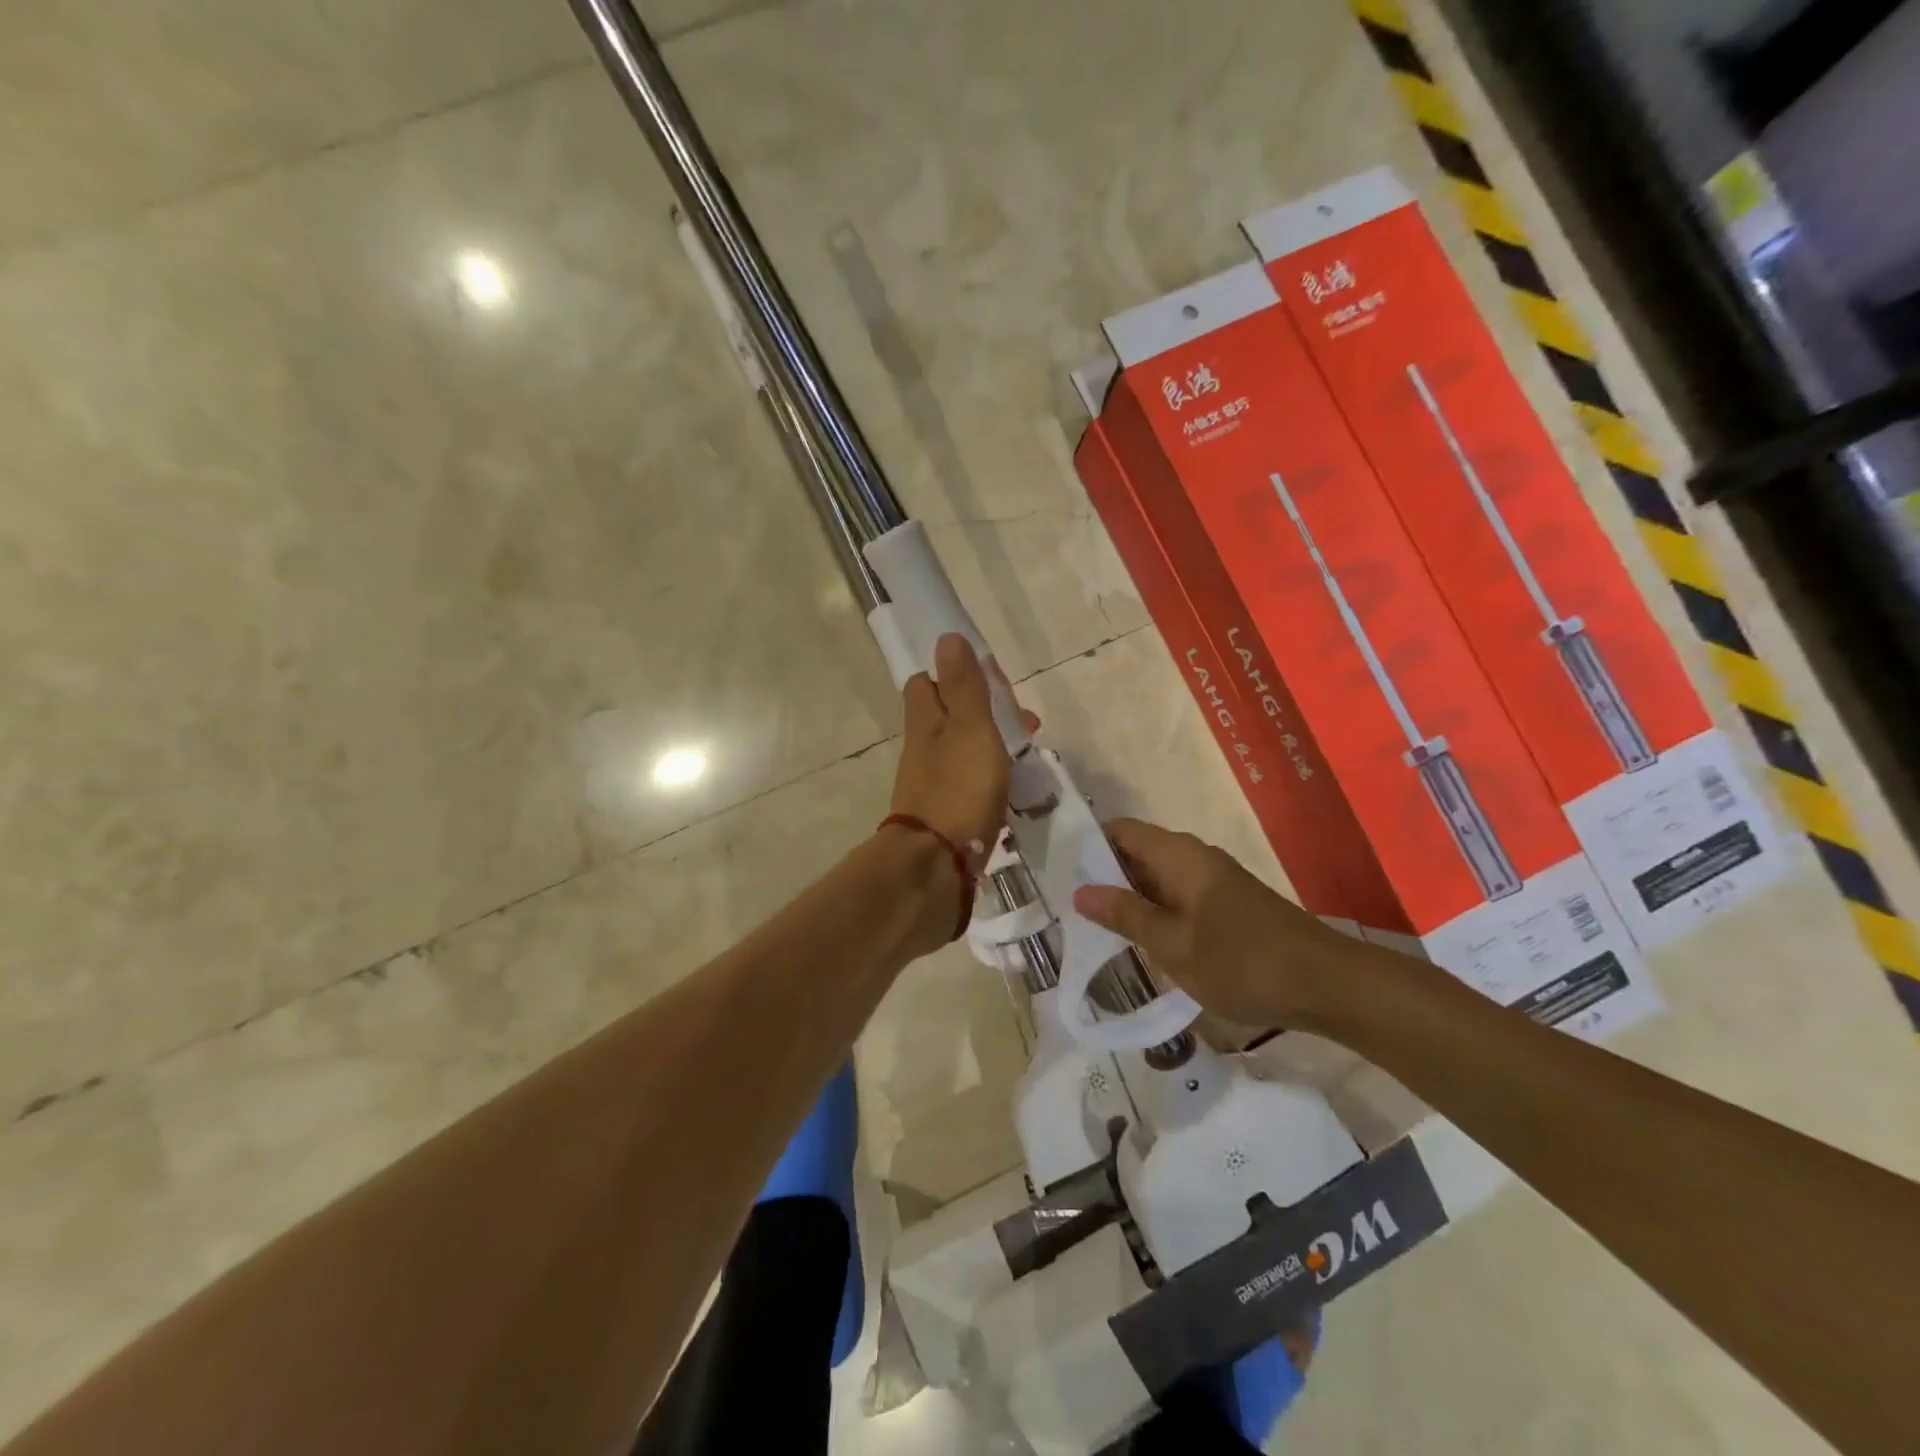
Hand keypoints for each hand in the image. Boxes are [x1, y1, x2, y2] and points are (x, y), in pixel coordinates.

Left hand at [888, 633, 1033, 864]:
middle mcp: (923, 749)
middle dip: (983, 712)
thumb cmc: (957, 790)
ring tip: (1028, 755)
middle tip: (1024, 723)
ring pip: (961, 750)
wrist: (936, 866)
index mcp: (925, 722)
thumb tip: (946, 637)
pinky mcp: (945, 814)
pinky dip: (989, 777)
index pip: (927, 683)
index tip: (991, 680)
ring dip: (991, 745)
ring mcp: (932, 784)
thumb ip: (963, 687)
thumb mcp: (969, 729)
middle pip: (948, 717)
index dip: (955, 674)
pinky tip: (1013, 789)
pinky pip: (968, 783)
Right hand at [1071, 818, 1350, 1028]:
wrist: (1327, 985)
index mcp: (1179, 856)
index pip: (1122, 831)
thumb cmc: (1242, 961)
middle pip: (1139, 852)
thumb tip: (1080, 891)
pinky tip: (1144, 940)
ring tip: (1096, 926)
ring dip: (1131, 898)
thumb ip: (1126, 915)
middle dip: (1105, 875)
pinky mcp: (1229, 905)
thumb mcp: (1173, 944)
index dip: (1089, 844)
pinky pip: (1179, 897)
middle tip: (1069, 906)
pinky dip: (1157, 912)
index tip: (1059, 869)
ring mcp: (1215, 882)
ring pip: (1159, 878)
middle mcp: (1195, 858)